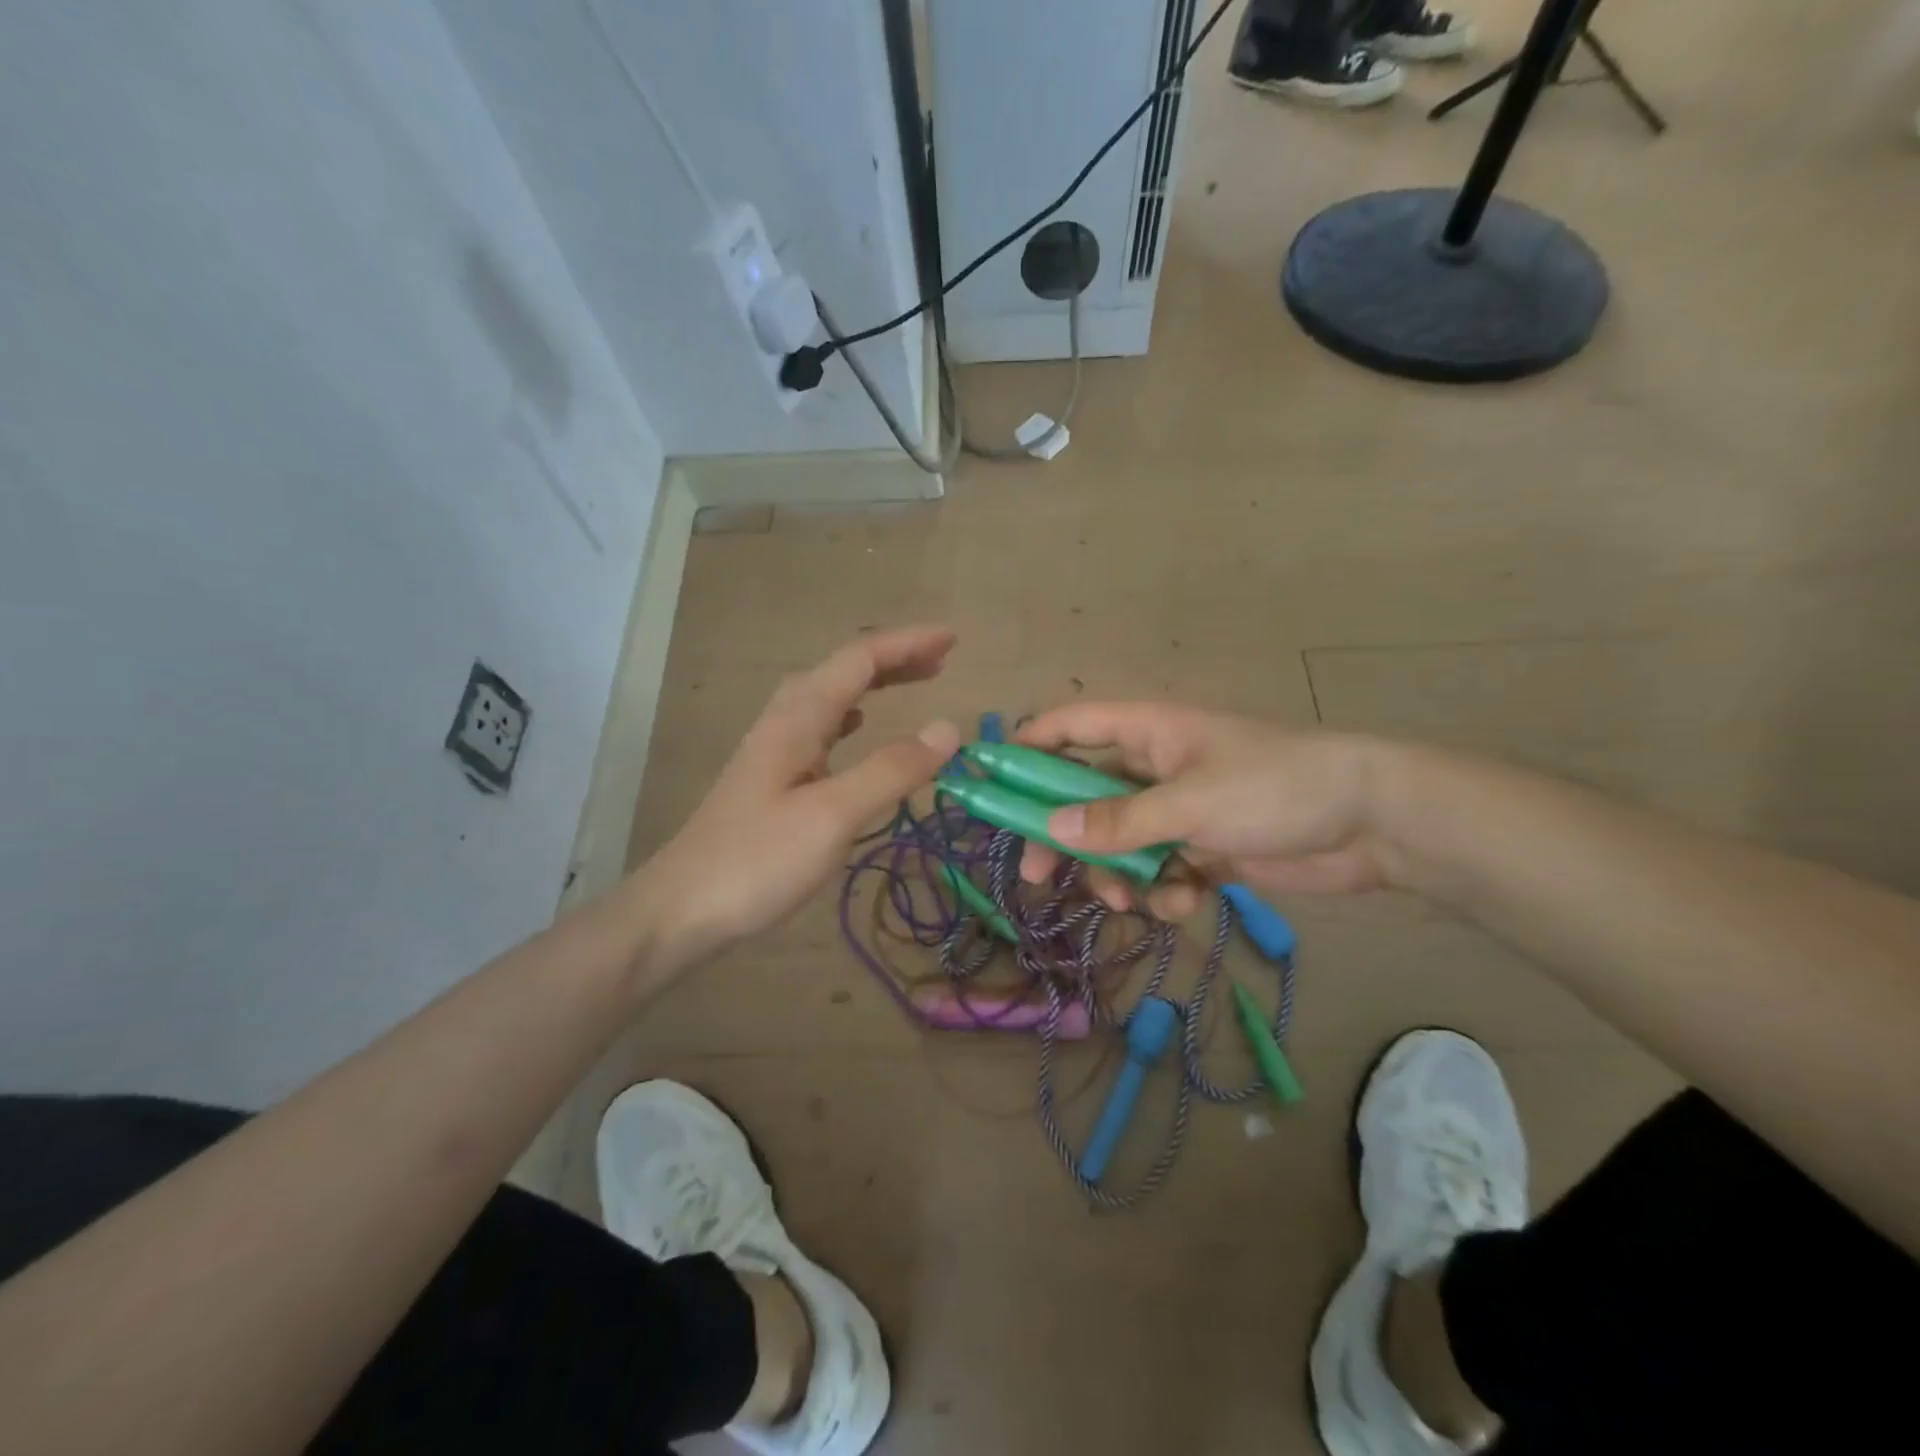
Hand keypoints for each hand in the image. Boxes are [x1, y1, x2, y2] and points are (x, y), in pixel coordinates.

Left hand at [632, 627, 959, 975]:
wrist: (680, 909)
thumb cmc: (758, 860)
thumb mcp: (834, 815)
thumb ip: (891, 769)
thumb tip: (949, 728)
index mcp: (799, 718)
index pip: (860, 660)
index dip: (908, 644)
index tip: (953, 640)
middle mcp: (785, 722)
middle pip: (843, 670)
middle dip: (895, 657)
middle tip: (943, 660)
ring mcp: (774, 750)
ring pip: (831, 696)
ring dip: (875, 682)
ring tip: (914, 682)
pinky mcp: (771, 778)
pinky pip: (821, 727)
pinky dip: (852, 715)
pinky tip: (857, 728)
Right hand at [1015, 702, 1388, 917]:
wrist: (1371, 823)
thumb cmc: (1274, 788)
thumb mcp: (1190, 803)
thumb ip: (1119, 821)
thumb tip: (1052, 831)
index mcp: (1148, 732)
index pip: (1071, 727)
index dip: (1028, 747)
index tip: (991, 781)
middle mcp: (1155, 767)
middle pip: (1085, 796)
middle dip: (1065, 836)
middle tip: (1037, 875)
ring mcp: (1179, 809)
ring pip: (1121, 842)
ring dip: (1118, 873)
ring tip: (1133, 898)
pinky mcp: (1204, 848)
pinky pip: (1161, 868)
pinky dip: (1165, 888)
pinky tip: (1186, 900)